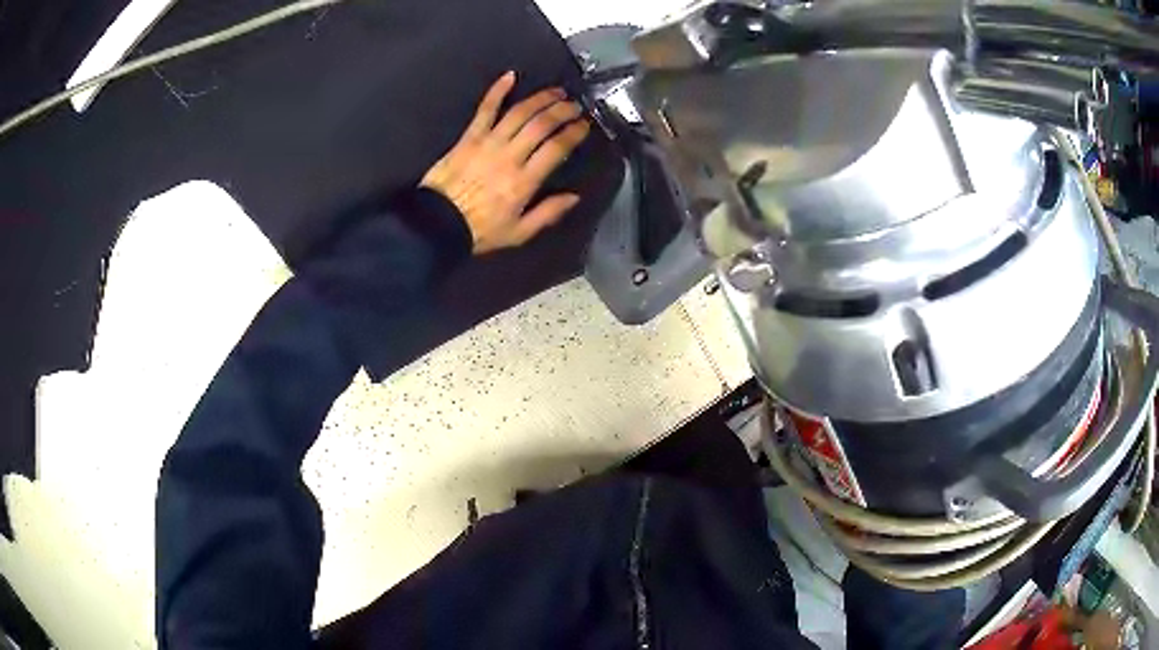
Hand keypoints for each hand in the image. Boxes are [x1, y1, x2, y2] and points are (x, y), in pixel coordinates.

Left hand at [421, 71, 590, 253]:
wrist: (436, 224)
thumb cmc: (478, 230)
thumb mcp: (519, 233)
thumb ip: (548, 213)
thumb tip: (574, 197)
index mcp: (524, 181)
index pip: (557, 148)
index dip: (574, 133)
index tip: (584, 125)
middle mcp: (510, 156)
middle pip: (542, 124)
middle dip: (562, 111)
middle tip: (574, 106)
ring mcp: (488, 143)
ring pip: (520, 112)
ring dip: (541, 98)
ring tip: (556, 92)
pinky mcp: (469, 137)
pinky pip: (485, 109)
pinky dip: (497, 90)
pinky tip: (510, 76)